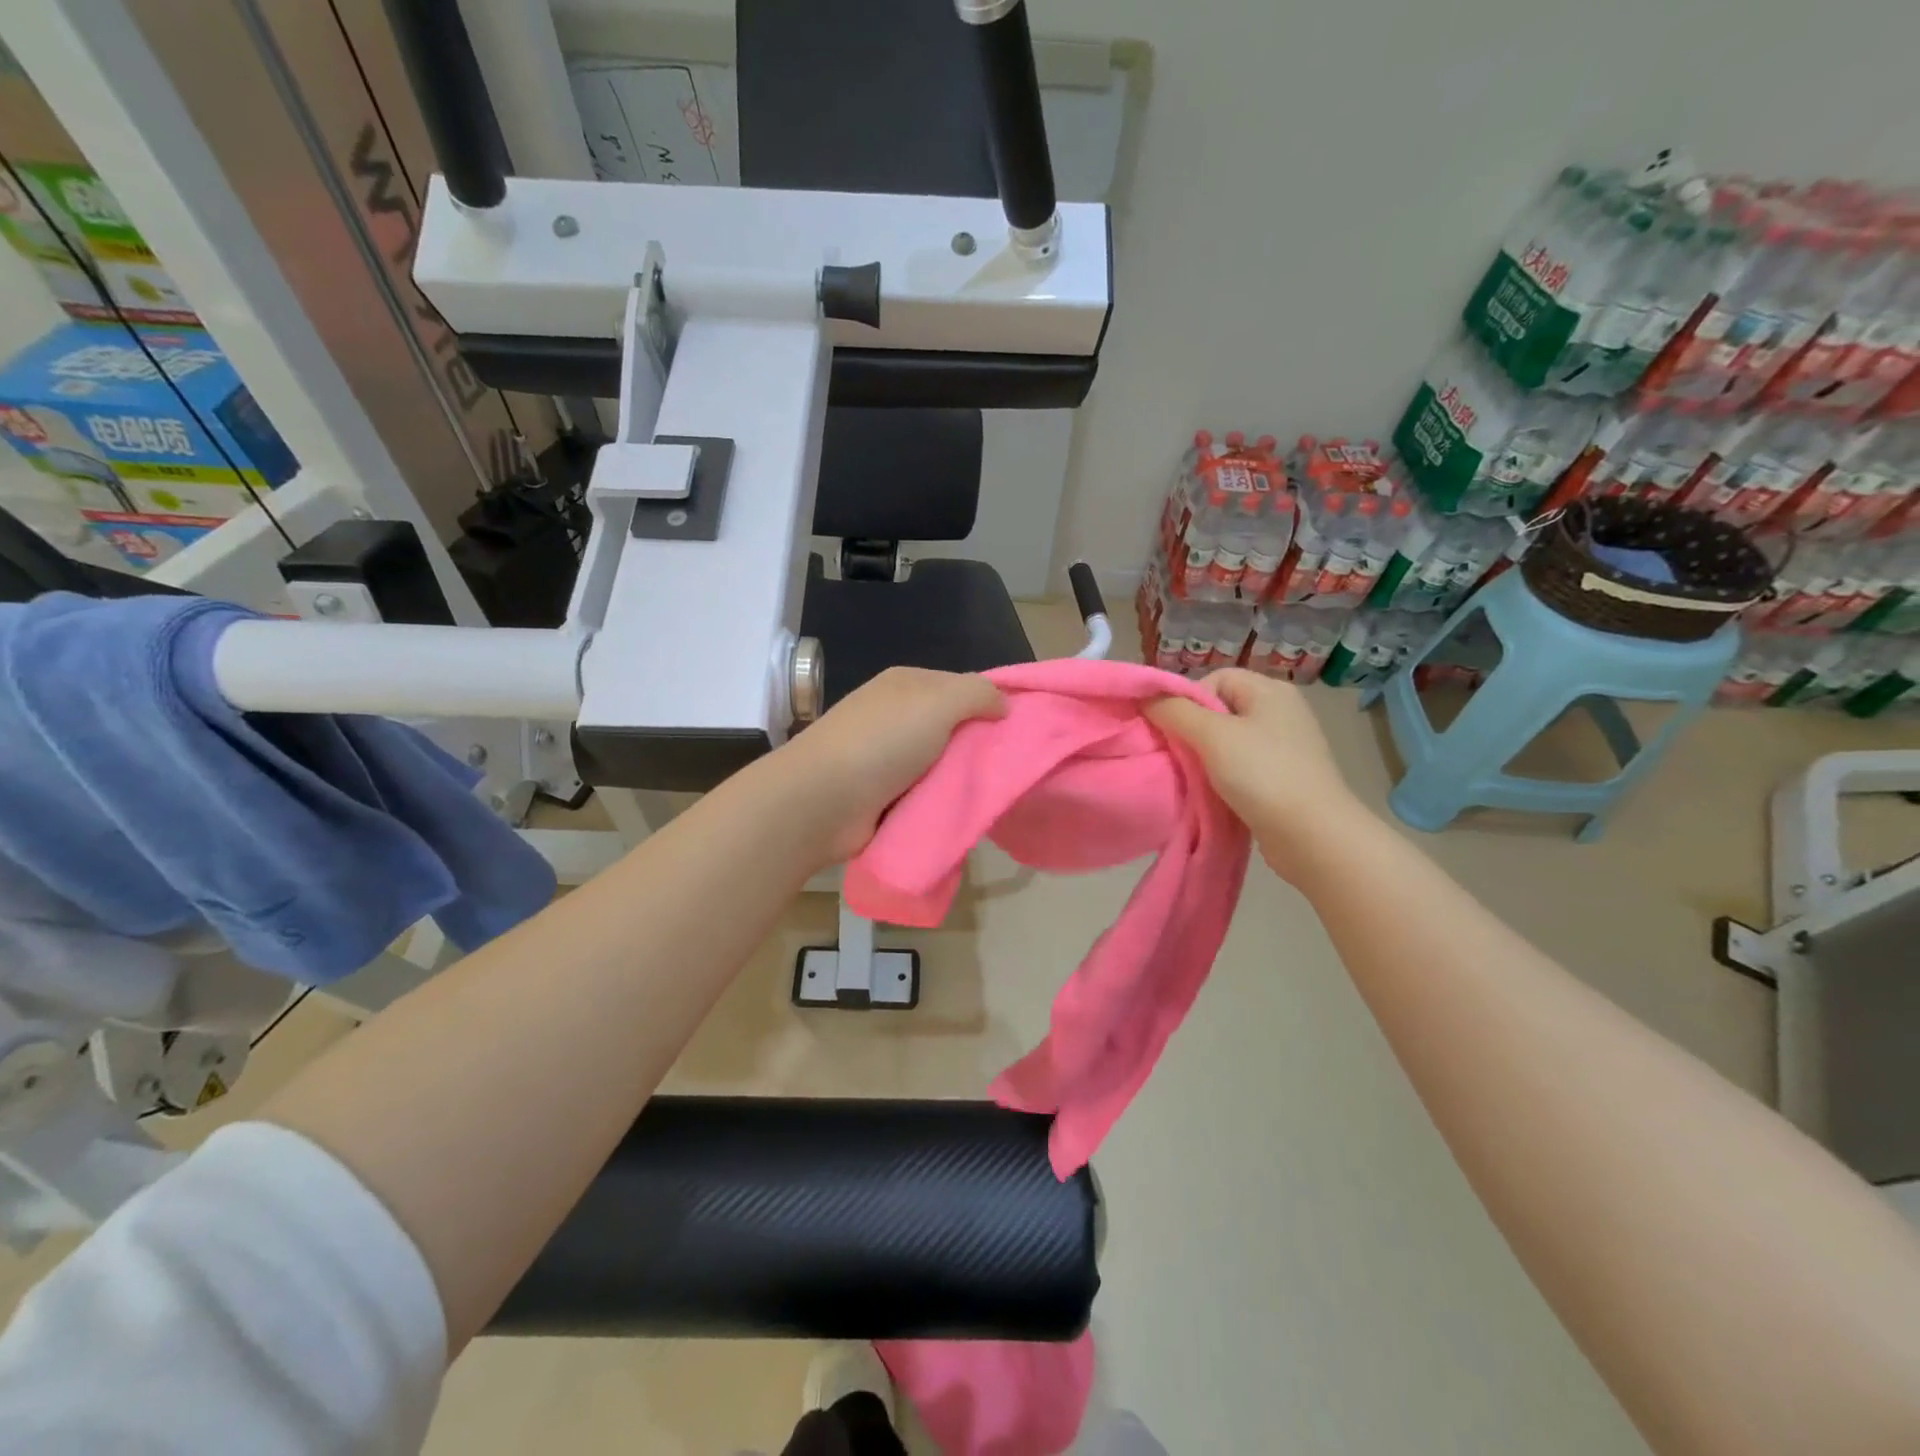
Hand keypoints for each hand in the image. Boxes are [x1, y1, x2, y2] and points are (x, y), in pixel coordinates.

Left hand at [776, 667, 1005, 862]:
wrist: (822, 801)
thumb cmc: (882, 742)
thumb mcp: (938, 702)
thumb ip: (977, 694)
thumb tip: (1004, 704)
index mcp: (905, 684)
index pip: (960, 687)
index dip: (991, 704)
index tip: (1021, 730)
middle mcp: (894, 715)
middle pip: (951, 728)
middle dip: (978, 746)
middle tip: (1013, 768)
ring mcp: (884, 757)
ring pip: (939, 764)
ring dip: (960, 779)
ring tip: (993, 795)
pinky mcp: (880, 795)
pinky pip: (923, 794)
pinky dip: (939, 803)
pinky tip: (961, 814)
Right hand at [1146, 669, 1370, 882]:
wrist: (1312, 835)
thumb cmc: (1262, 774)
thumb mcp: (1212, 735)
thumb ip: (1174, 711)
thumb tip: (1146, 698)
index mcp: (1270, 691)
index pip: (1214, 679)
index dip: (1188, 700)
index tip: (1176, 731)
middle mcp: (1280, 712)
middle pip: (1219, 709)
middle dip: (1192, 731)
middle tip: (1178, 756)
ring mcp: (1284, 746)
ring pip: (1227, 741)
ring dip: (1205, 758)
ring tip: (1194, 778)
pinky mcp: (1283, 777)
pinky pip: (1241, 766)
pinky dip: (1222, 777)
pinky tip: (1214, 793)